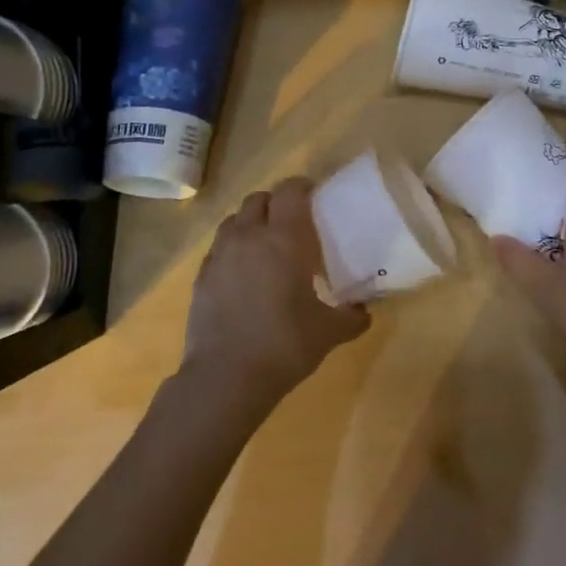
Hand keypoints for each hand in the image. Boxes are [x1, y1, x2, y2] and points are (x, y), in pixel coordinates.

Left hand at [183, 178, 371, 405]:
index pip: (290, 190)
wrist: (226, 377)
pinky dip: (232, 250)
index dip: (302, 187)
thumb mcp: (329, 333)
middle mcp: (249, 236)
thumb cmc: (285, 345)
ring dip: (251, 223)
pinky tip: (243, 276)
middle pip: (259, 199)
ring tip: (266, 247)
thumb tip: (364, 312)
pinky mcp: (201, 276)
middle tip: (293, 225)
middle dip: (276, 204)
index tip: (315, 198)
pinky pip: (218, 248)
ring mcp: (220, 255)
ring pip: (234, 220)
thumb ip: (351, 317)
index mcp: (284, 239)